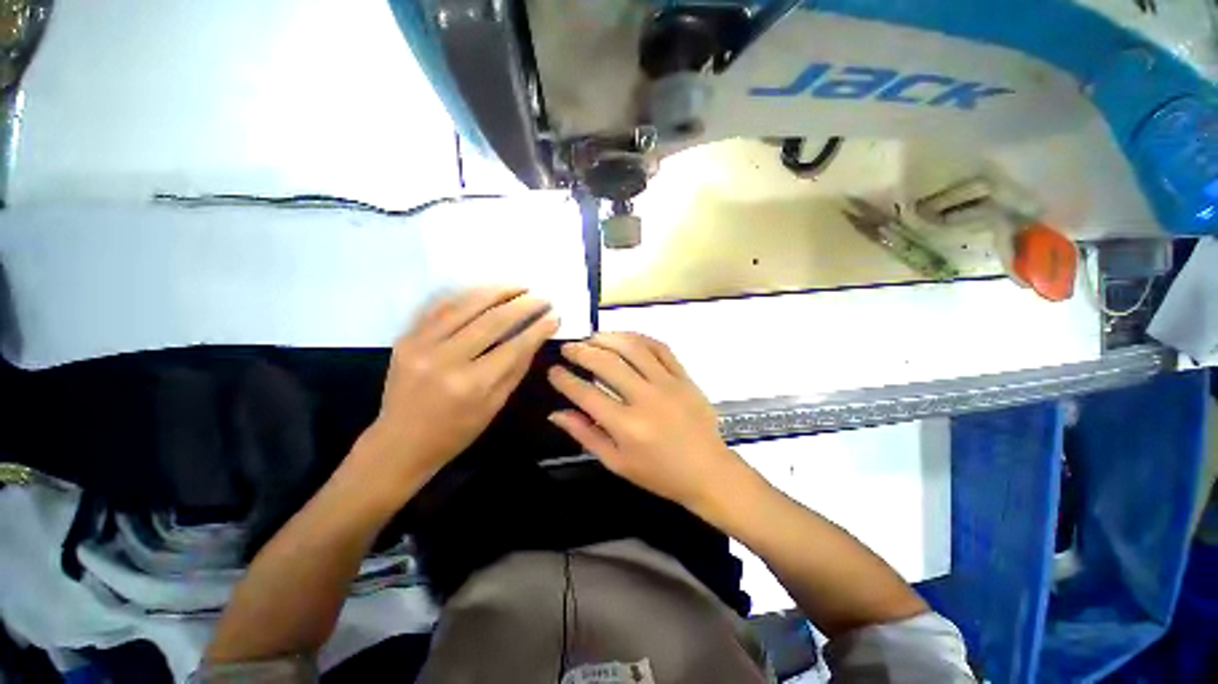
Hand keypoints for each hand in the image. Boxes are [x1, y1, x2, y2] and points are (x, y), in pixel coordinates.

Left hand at [354, 287, 557, 498]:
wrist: (400, 441)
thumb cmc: (456, 431)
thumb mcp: (495, 405)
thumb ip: (516, 368)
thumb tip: (536, 336)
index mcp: (472, 385)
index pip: (514, 346)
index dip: (537, 328)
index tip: (554, 315)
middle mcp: (446, 360)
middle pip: (492, 321)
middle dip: (523, 304)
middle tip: (542, 297)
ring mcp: (421, 345)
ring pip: (465, 305)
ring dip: (496, 291)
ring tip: (519, 286)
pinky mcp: (406, 338)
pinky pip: (439, 306)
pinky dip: (465, 295)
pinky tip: (485, 291)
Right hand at [547, 332, 741, 512]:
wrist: (708, 471)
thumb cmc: (659, 473)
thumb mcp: (617, 463)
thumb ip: (585, 435)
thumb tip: (555, 413)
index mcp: (627, 426)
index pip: (587, 394)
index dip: (565, 379)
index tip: (553, 370)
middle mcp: (646, 399)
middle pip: (607, 364)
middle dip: (582, 352)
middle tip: (568, 348)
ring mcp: (668, 384)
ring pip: (633, 349)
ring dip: (608, 338)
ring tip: (592, 337)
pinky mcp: (684, 377)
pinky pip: (660, 348)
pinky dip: (639, 338)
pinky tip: (625, 338)